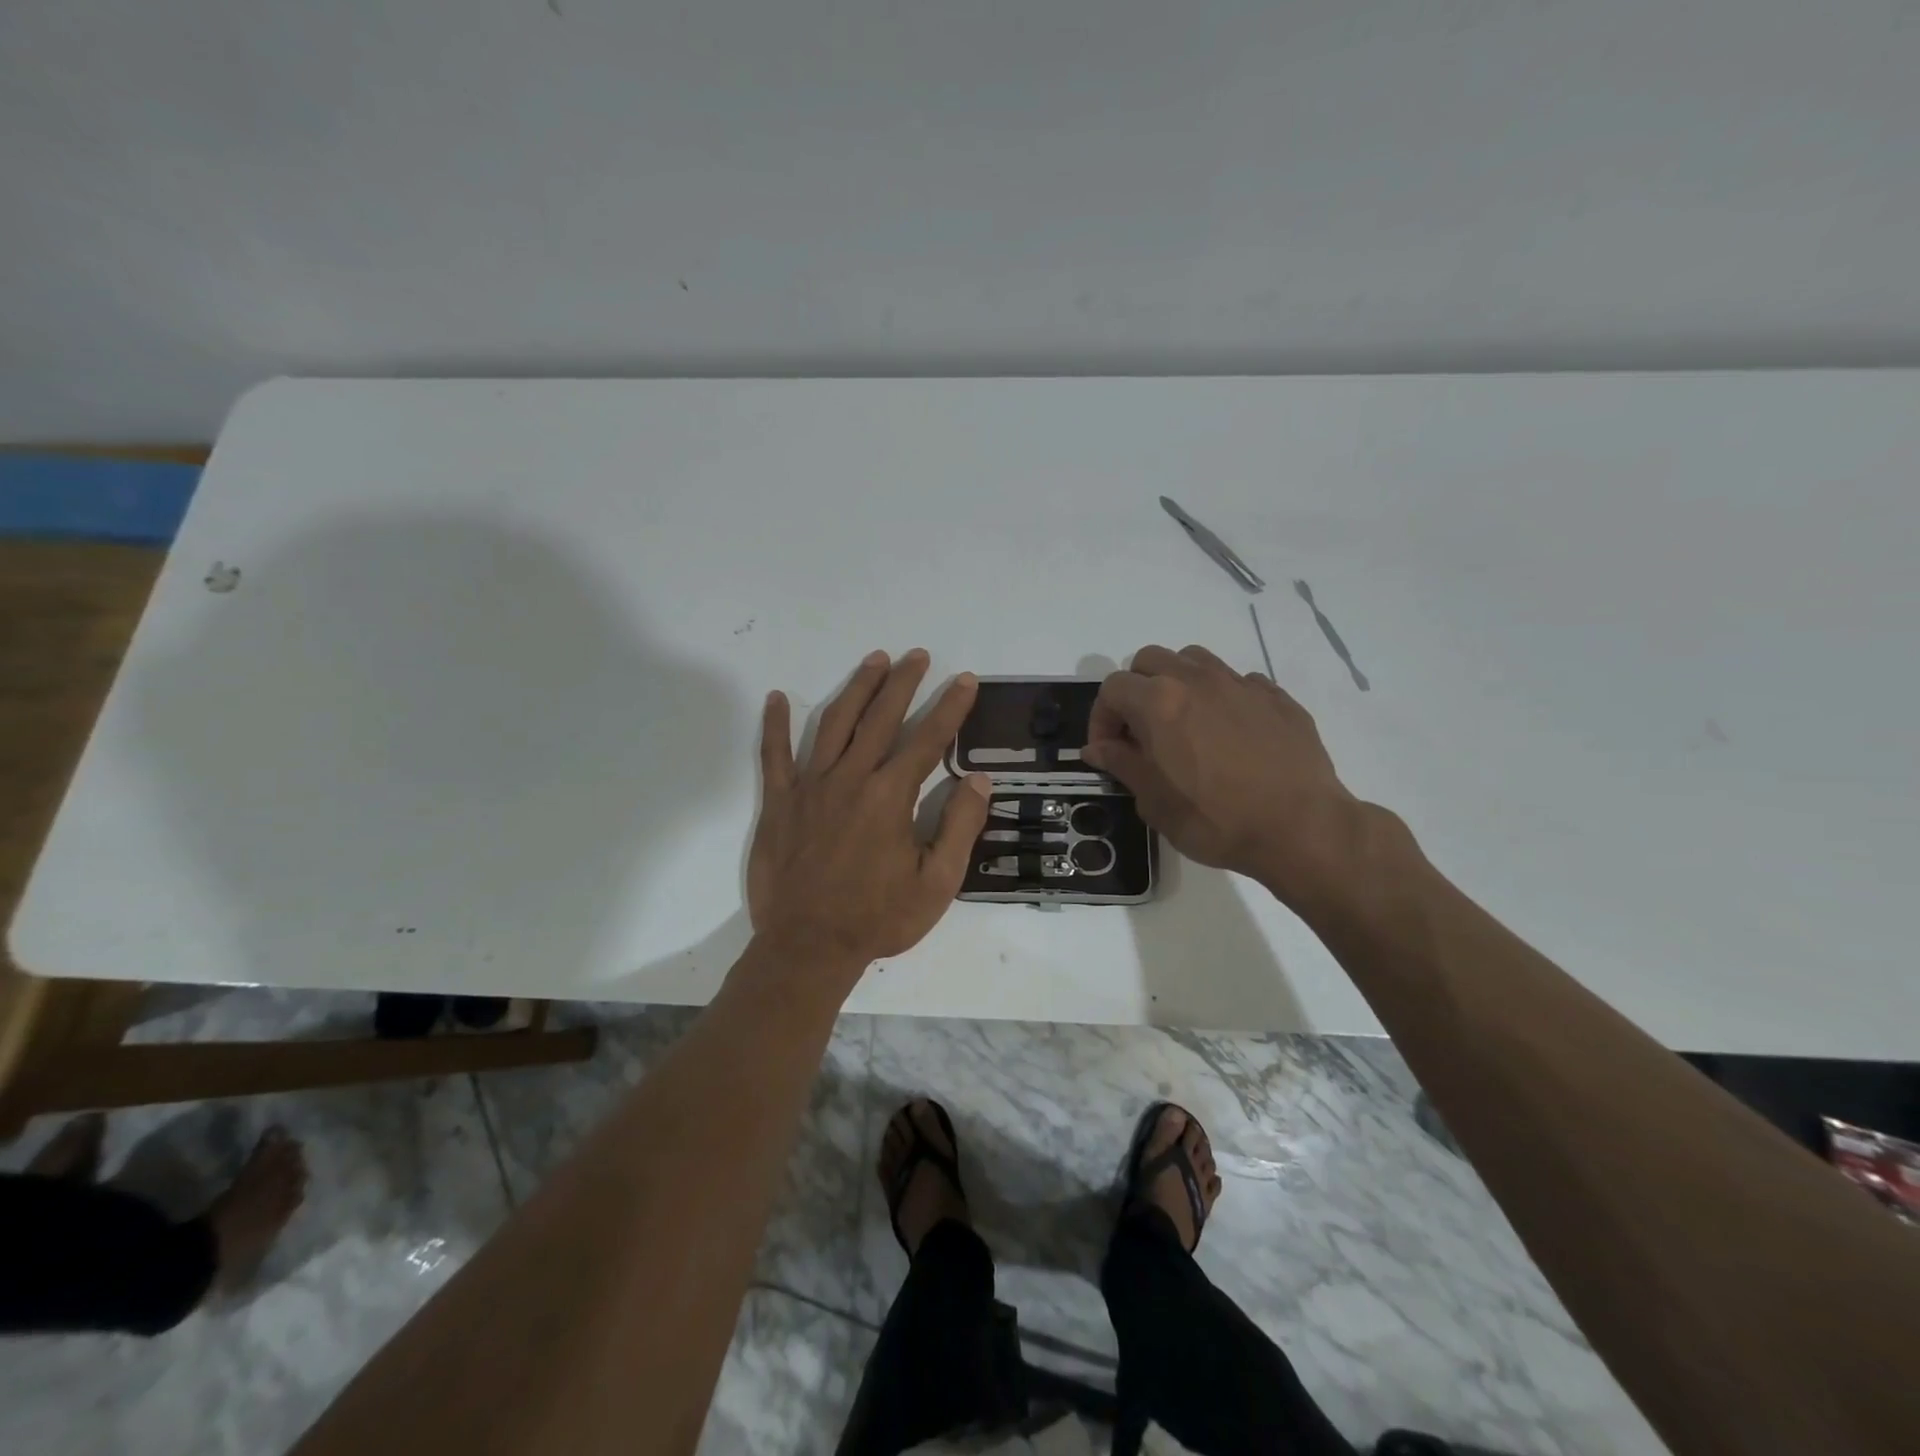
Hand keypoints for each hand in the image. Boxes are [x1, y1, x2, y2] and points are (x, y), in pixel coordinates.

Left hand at [748, 649, 990, 981]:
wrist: (808, 947)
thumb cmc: (878, 918)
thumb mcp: (937, 883)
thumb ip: (960, 827)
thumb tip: (977, 780)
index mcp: (890, 797)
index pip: (927, 740)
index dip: (950, 708)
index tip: (964, 680)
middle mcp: (850, 779)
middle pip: (880, 718)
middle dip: (903, 682)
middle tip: (917, 655)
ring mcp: (810, 787)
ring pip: (834, 723)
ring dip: (856, 689)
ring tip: (874, 661)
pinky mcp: (779, 803)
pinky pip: (774, 756)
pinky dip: (774, 725)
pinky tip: (777, 698)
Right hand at [1083, 645, 1373, 908]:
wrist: (1302, 828)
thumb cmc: (1217, 820)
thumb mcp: (1155, 802)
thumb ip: (1122, 764)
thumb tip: (1097, 748)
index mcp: (1159, 702)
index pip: (1112, 688)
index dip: (1101, 718)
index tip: (1108, 749)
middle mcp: (1197, 680)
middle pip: (1150, 660)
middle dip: (1136, 690)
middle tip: (1141, 731)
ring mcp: (1240, 683)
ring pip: (1193, 660)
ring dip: (1177, 682)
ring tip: (1184, 723)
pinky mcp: (1276, 696)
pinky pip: (1236, 681)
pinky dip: (1221, 698)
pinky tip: (1229, 734)